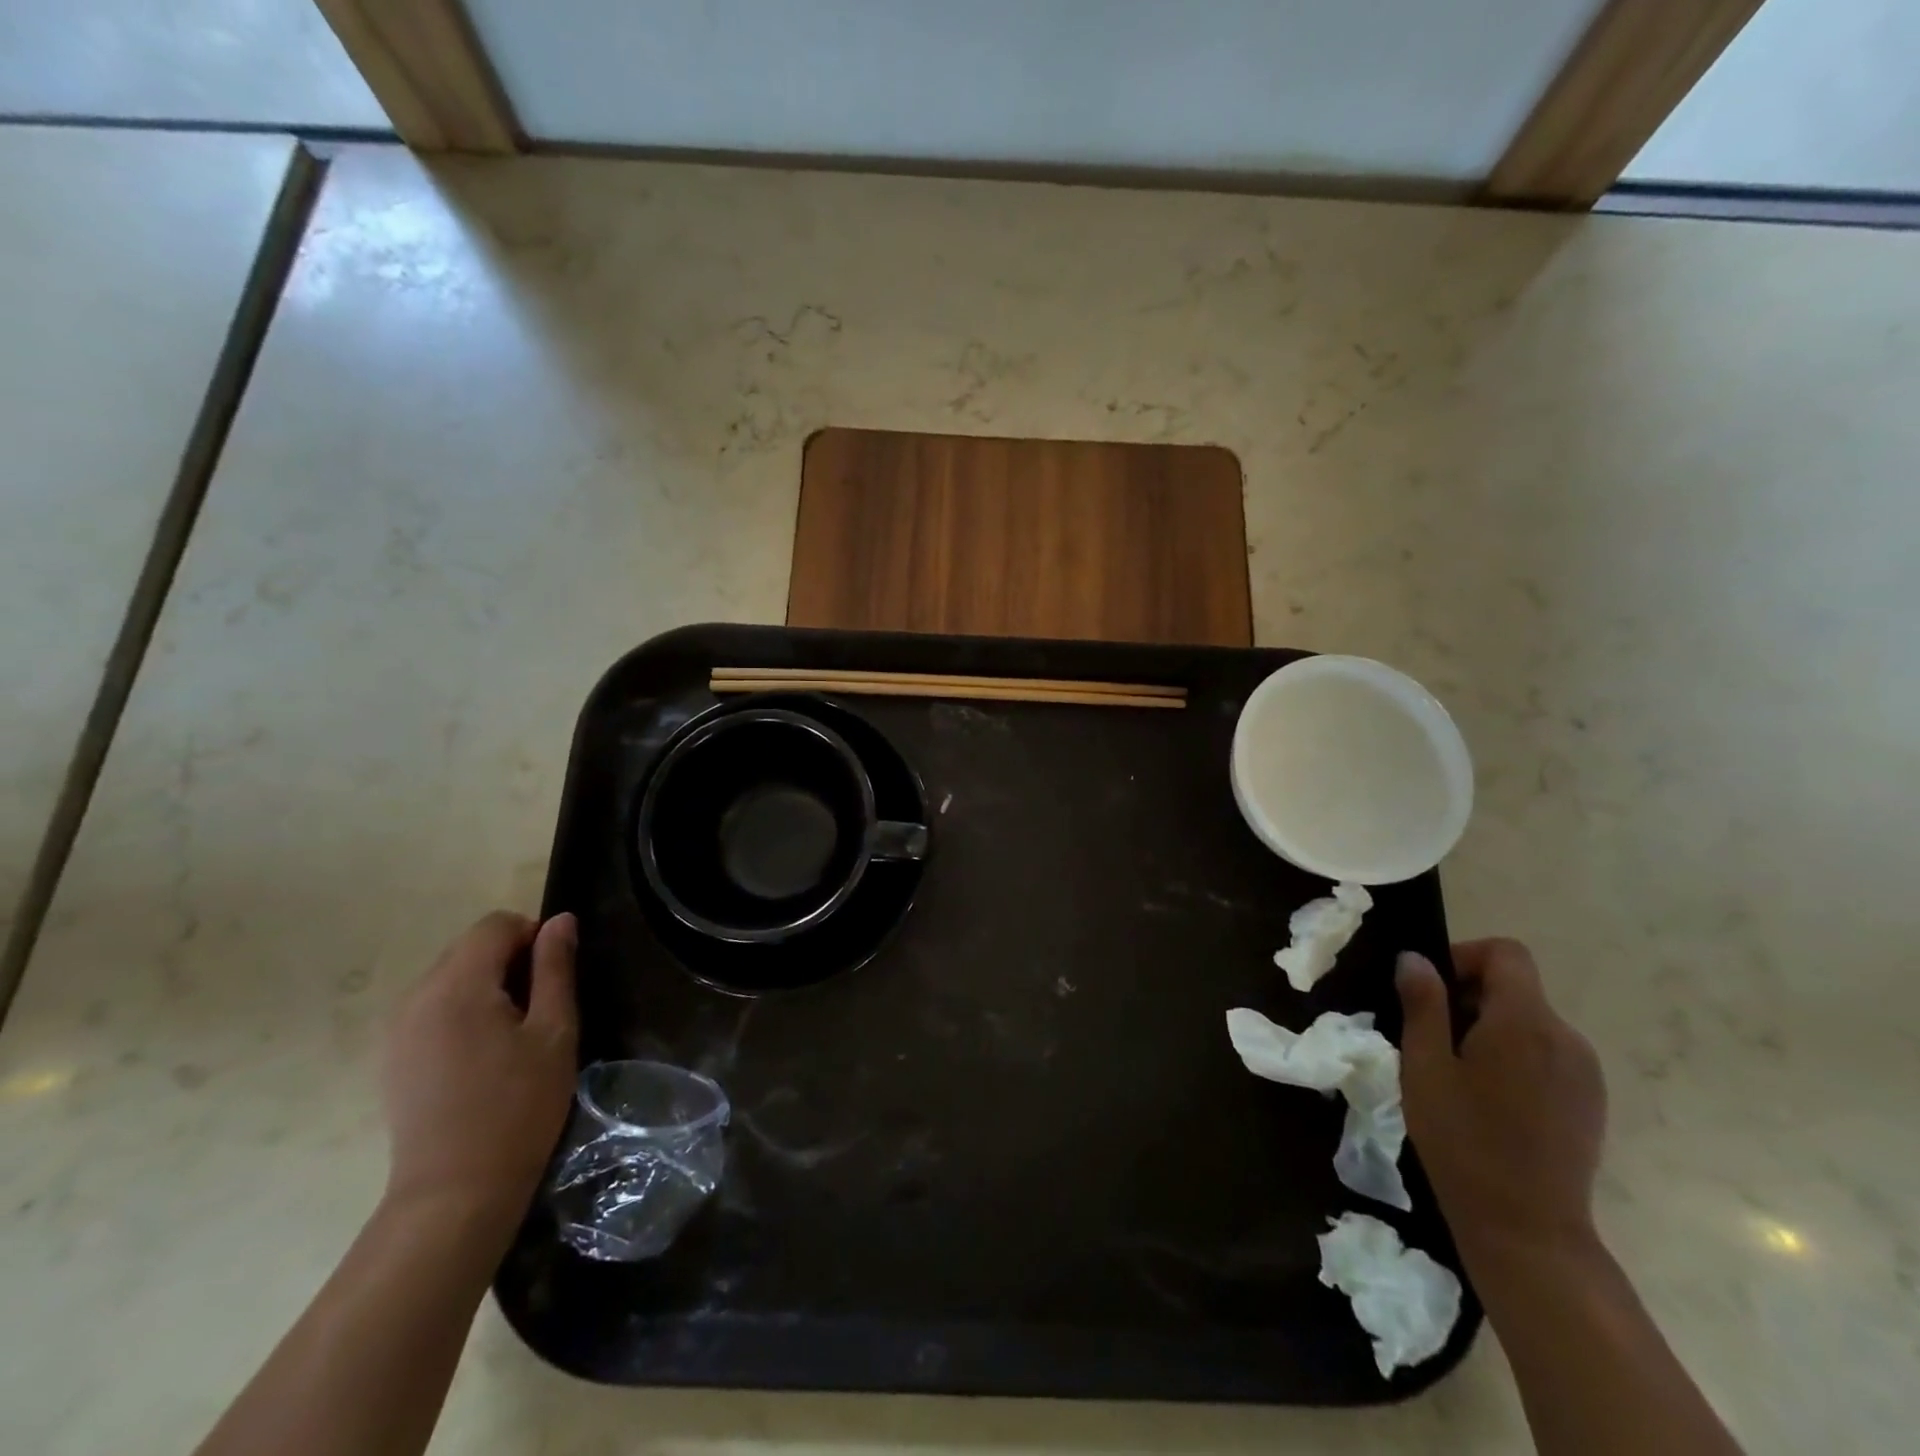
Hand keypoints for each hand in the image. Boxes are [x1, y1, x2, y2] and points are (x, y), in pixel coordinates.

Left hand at [381, 911, 578, 1227]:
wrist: (454, 1194)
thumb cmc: (518, 1107)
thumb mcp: (554, 1032)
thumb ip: (556, 968)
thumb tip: (561, 920)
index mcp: (457, 985)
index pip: (496, 925)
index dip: (533, 938)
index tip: (553, 981)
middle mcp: (416, 996)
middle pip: (470, 947)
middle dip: (510, 962)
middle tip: (539, 1011)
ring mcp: (396, 1028)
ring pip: (451, 977)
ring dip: (487, 988)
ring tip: (512, 1036)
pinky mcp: (392, 1056)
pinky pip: (433, 1008)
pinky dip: (463, 1012)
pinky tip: (481, 1057)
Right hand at [1396, 938, 1606, 1261]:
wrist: (1528, 1229)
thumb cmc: (1463, 1141)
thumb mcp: (1424, 1066)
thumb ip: (1422, 1005)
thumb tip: (1415, 958)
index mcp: (1525, 1022)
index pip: (1506, 954)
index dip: (1464, 957)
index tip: (1432, 992)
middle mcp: (1566, 1038)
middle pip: (1517, 987)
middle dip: (1470, 998)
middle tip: (1431, 1040)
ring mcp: (1585, 1072)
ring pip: (1530, 1022)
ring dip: (1491, 1029)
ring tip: (1457, 1074)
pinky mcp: (1590, 1101)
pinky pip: (1547, 1054)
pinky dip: (1515, 1056)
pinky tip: (1490, 1099)